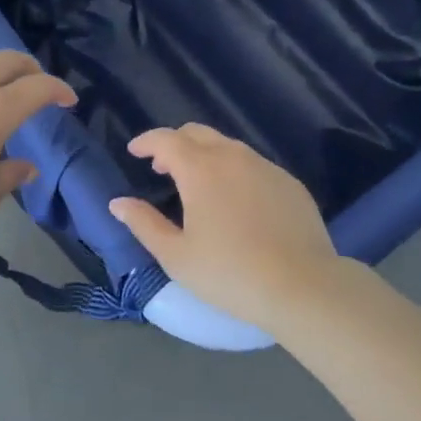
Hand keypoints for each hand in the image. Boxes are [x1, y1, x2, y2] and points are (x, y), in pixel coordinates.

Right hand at [107, 125, 344, 333]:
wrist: (303, 286)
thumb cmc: (230, 273)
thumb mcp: (176, 256)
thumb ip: (144, 223)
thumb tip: (118, 202)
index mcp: (200, 169)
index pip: (166, 139)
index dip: (147, 141)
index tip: (134, 151)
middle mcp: (233, 157)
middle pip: (197, 133)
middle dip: (175, 143)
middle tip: (162, 168)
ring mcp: (265, 167)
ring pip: (228, 147)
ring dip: (206, 155)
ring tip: (198, 185)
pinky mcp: (289, 182)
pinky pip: (254, 165)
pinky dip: (235, 171)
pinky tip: (237, 202)